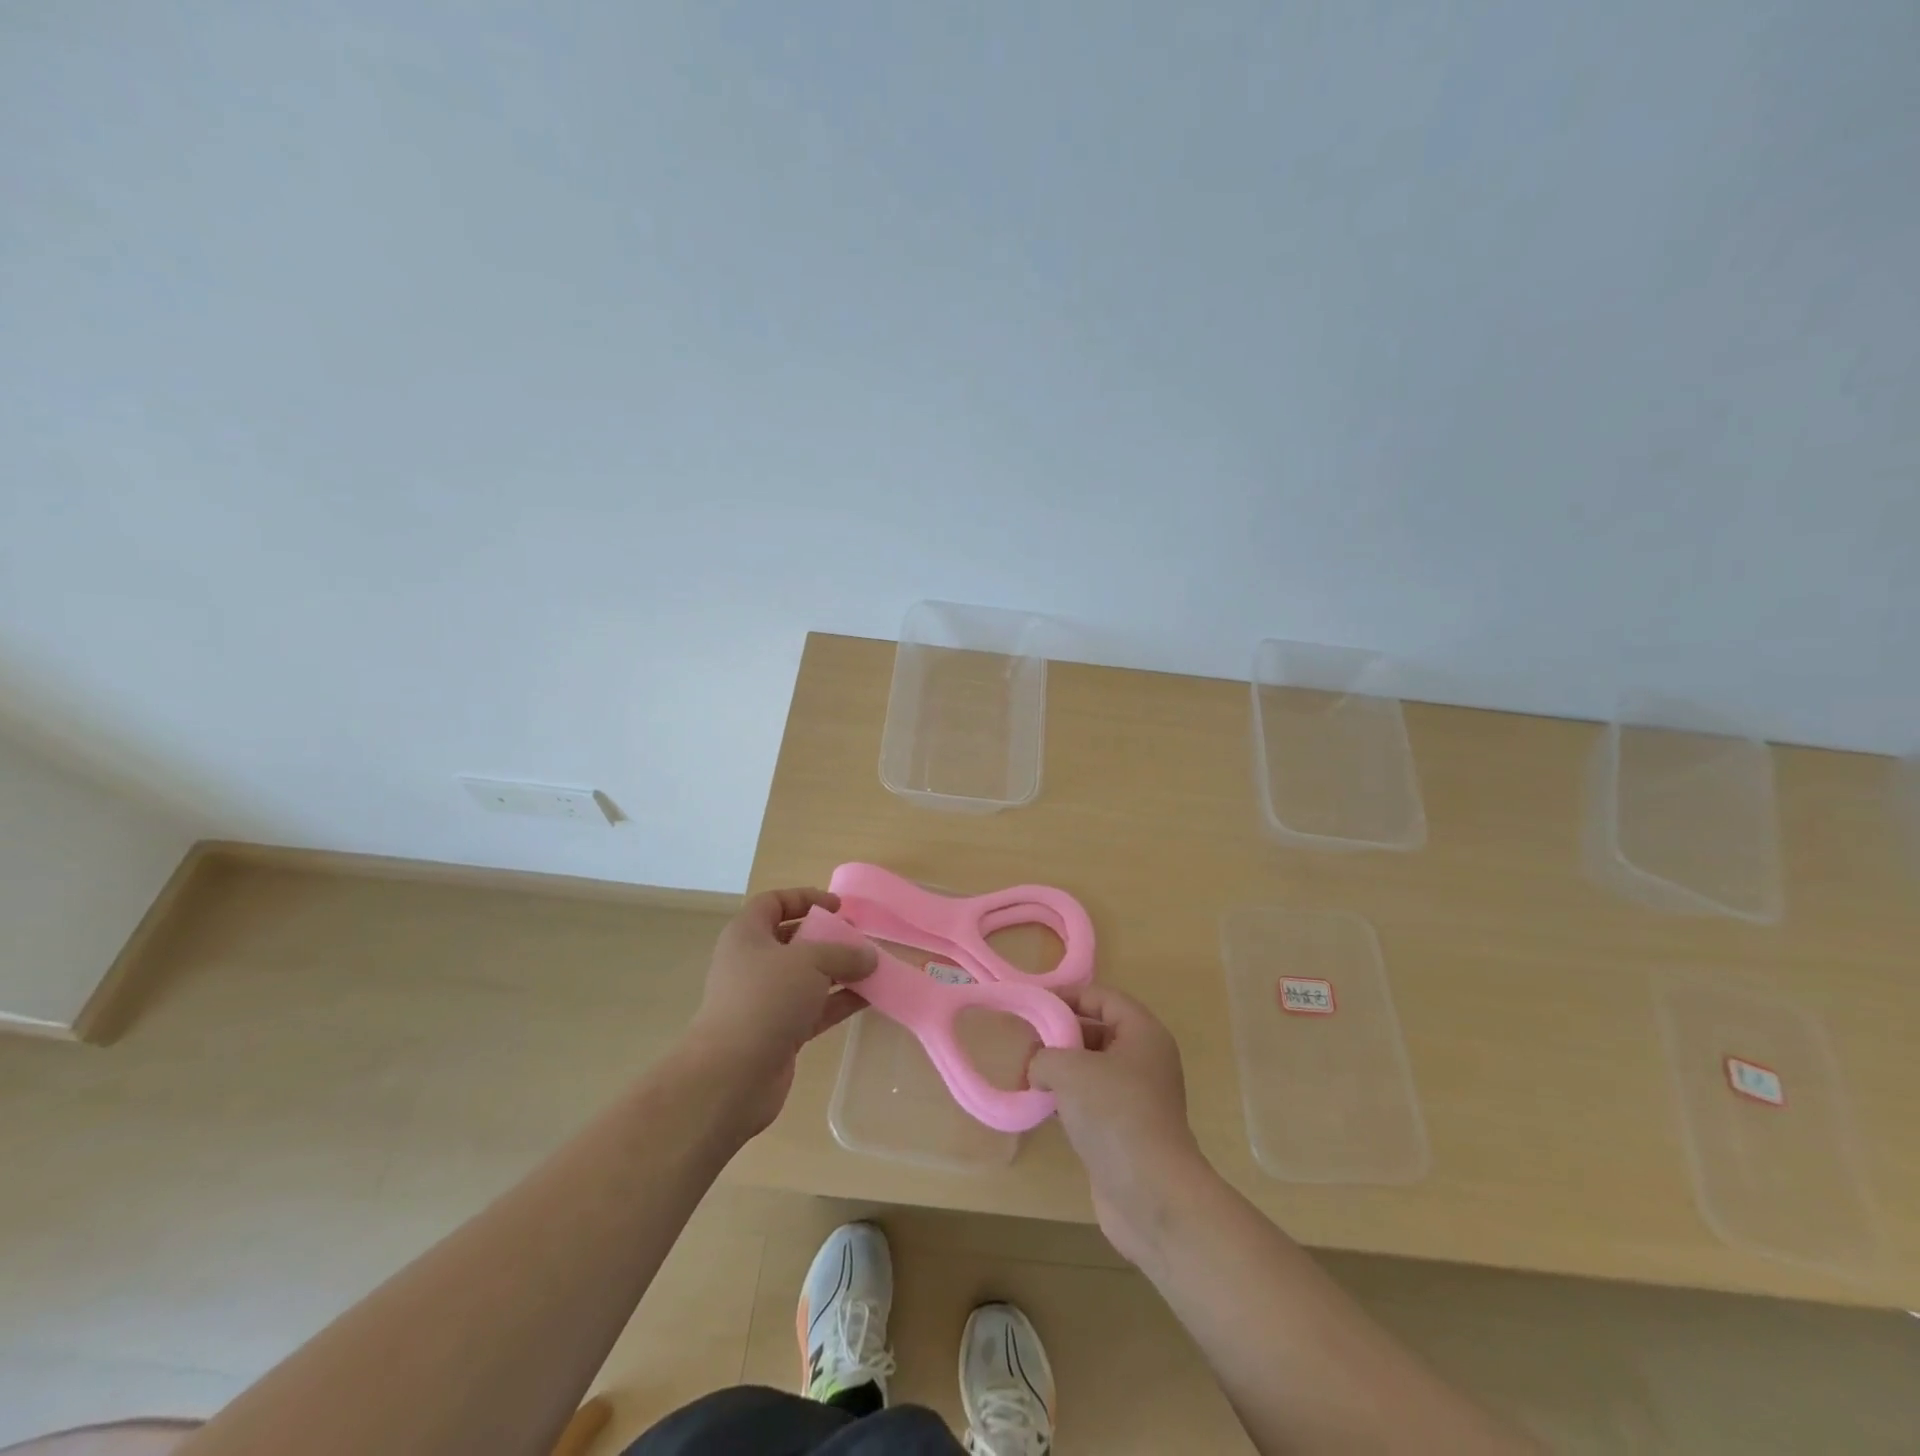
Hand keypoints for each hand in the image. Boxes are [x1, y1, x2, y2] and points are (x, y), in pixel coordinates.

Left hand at [684, 888, 875, 1136]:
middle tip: (860, 939)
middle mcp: (752, 964)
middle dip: (828, 938)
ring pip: (807, 977)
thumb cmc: (766, 999)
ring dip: (839, 972)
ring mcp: (764, 1001)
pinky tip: (870, 998)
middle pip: (793, 941)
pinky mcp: (778, 1032)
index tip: (838, 907)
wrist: (732, 1075)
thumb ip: (844, 953)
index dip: (805, 898)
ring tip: (874, 968)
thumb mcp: (810, 962)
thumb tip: (869, 956)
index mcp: (747, 935)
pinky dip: (839, 1001)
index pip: (773, 903)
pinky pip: (814, 1008)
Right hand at [1028, 986, 1210, 1264]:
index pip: (1103, 997)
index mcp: (1142, 1033)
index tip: (1033, 1006)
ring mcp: (1137, 1098)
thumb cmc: (1114, 1114)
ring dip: (1060, 1070)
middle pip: (1097, 1031)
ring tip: (1026, 1076)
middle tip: (1025, 1044)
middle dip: (1060, 1036)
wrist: (1151, 1195)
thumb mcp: (1069, 1069)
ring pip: (1092, 1069)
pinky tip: (1041, 1107)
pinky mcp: (1126, 1131)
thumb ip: (1045, 1055)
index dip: (1068, 996)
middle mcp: (1144, 1060)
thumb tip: (1038, 1068)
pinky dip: (1067, 1100)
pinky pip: (1092, 1102)